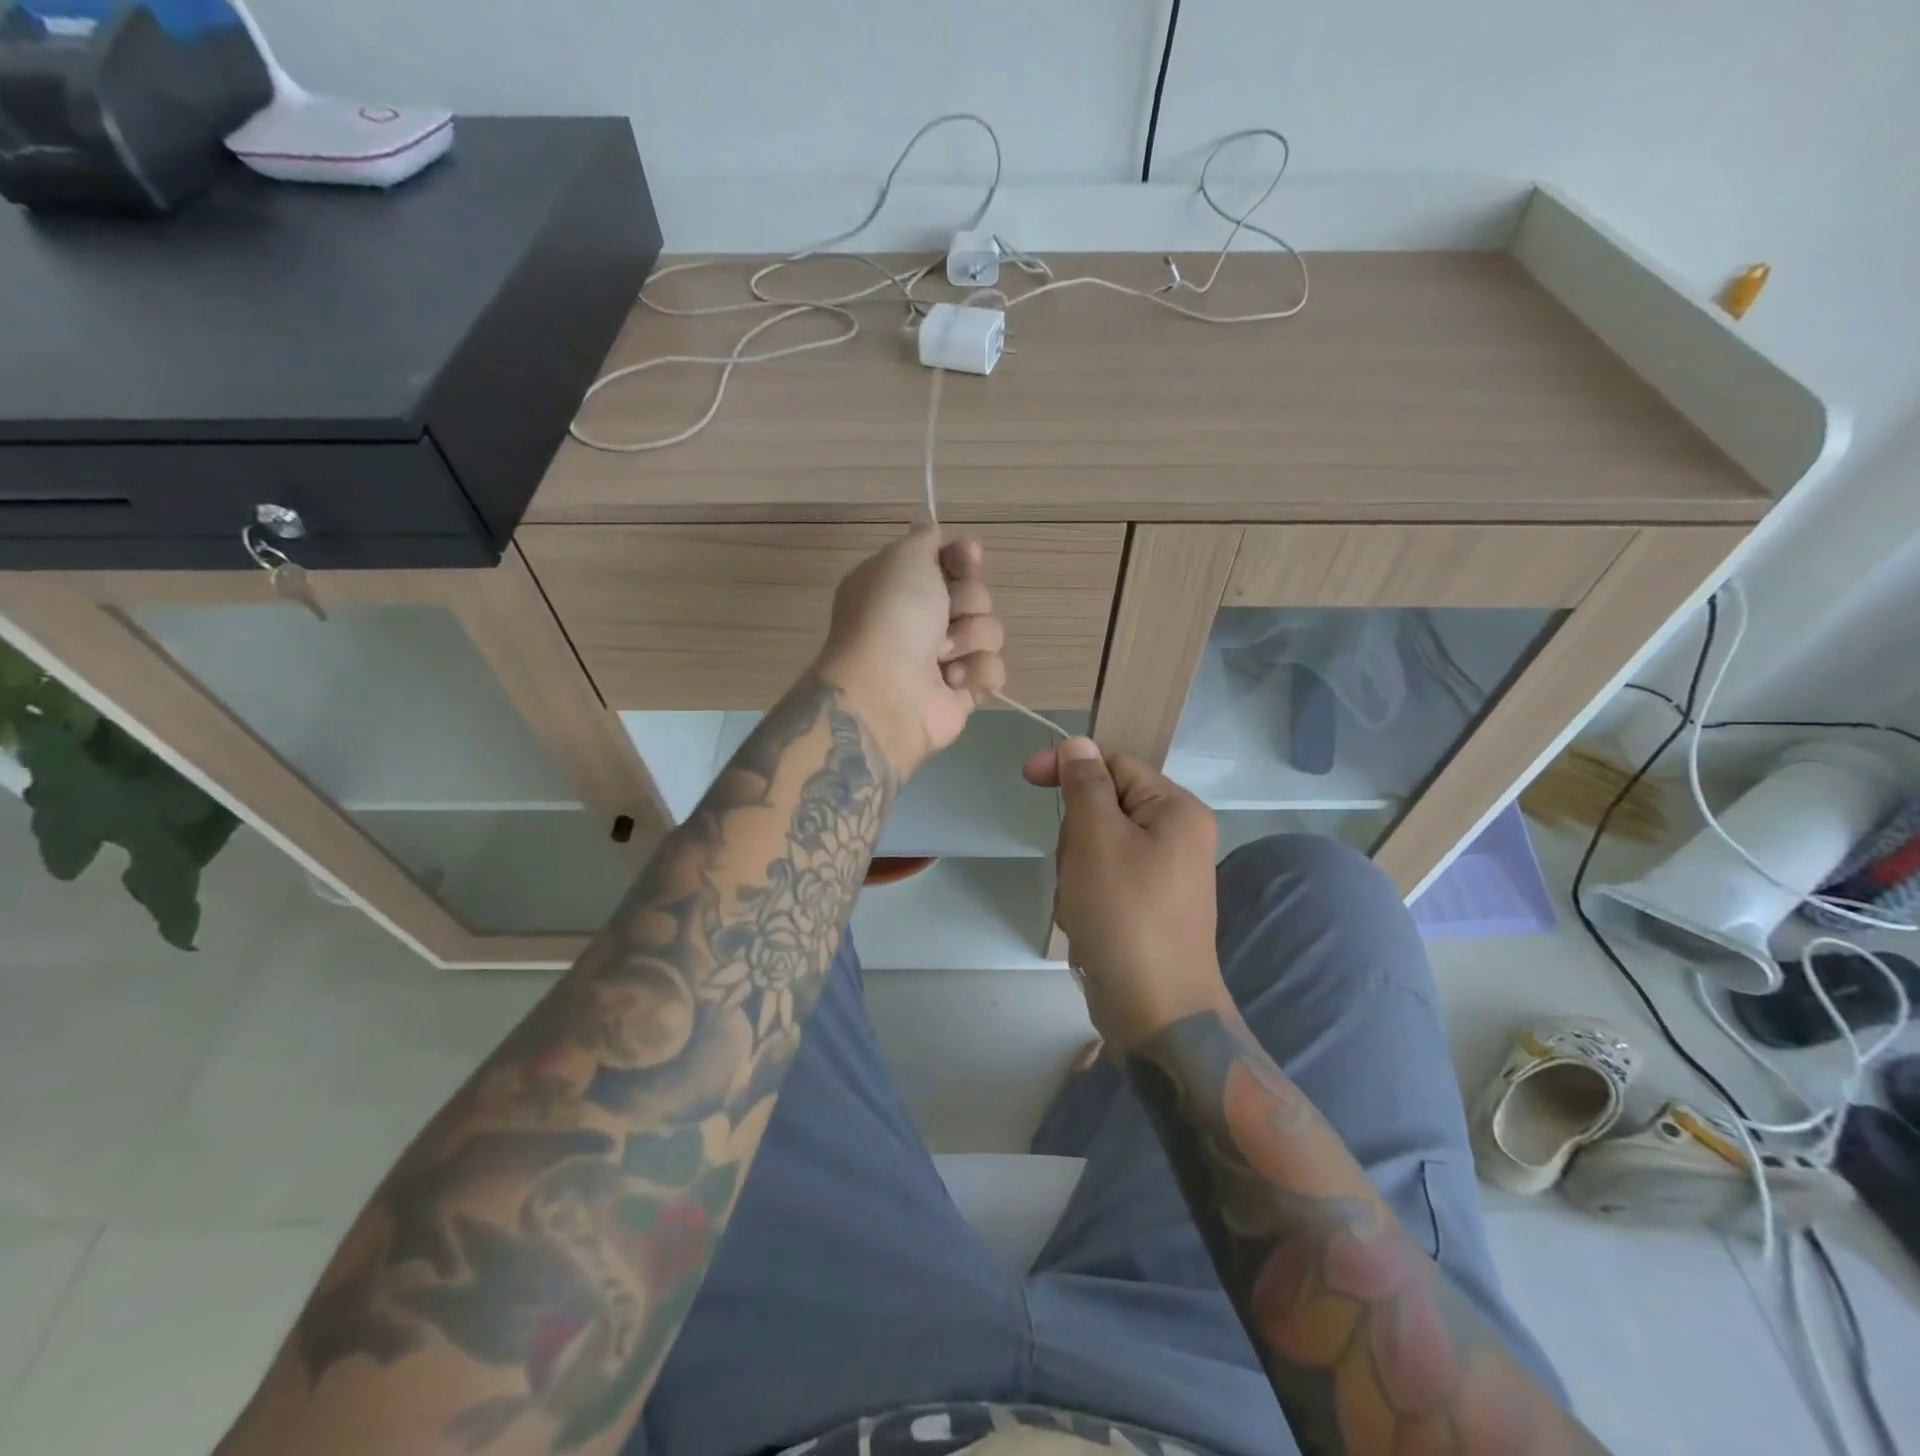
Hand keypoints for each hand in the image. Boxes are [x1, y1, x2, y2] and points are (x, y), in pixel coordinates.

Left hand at [815, 528, 1006, 777]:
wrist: (887, 693)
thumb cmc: (892, 617)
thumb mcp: (903, 558)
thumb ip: (924, 539)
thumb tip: (932, 531)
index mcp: (900, 587)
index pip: (948, 562)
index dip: (963, 558)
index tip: (969, 557)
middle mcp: (919, 621)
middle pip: (975, 595)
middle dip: (968, 602)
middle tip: (944, 616)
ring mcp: (942, 659)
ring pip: (989, 631)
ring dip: (972, 638)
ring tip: (944, 656)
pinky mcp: (962, 692)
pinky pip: (993, 670)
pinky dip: (977, 673)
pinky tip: (952, 681)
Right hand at [1024, 739, 1226, 1049]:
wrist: (1156, 1010)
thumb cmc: (1124, 913)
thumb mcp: (1096, 836)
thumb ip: (1085, 783)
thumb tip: (1079, 744)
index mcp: (1176, 809)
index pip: (1115, 763)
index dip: (1070, 766)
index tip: (1027, 777)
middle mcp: (1178, 836)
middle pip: (1105, 806)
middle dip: (1076, 834)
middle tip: (1075, 868)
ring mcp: (1165, 875)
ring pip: (1098, 846)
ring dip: (1076, 869)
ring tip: (1081, 903)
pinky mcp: (1149, 907)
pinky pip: (1105, 880)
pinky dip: (1086, 896)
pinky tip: (1087, 924)